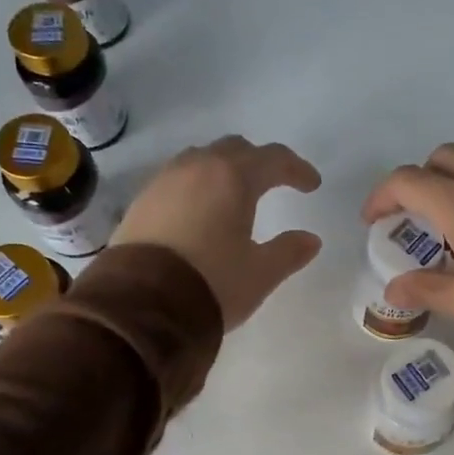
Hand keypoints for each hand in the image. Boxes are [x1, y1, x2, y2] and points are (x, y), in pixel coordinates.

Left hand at [114, 137, 322, 329]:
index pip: (273, 159)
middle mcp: (197, 168)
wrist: (141, 305)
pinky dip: (198, 185)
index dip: (297, 169)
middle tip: (275, 182)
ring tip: (235, 193)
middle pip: (235, 149)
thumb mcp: (260, 273)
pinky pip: (177, 179)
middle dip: (259, 162)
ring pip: (202, 159)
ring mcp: (164, 181)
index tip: (312, 185)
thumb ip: (288, 252)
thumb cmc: (212, 282)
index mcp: (233, 178)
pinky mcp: (142, 201)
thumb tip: (310, 240)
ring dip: (224, 169)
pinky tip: (200, 210)